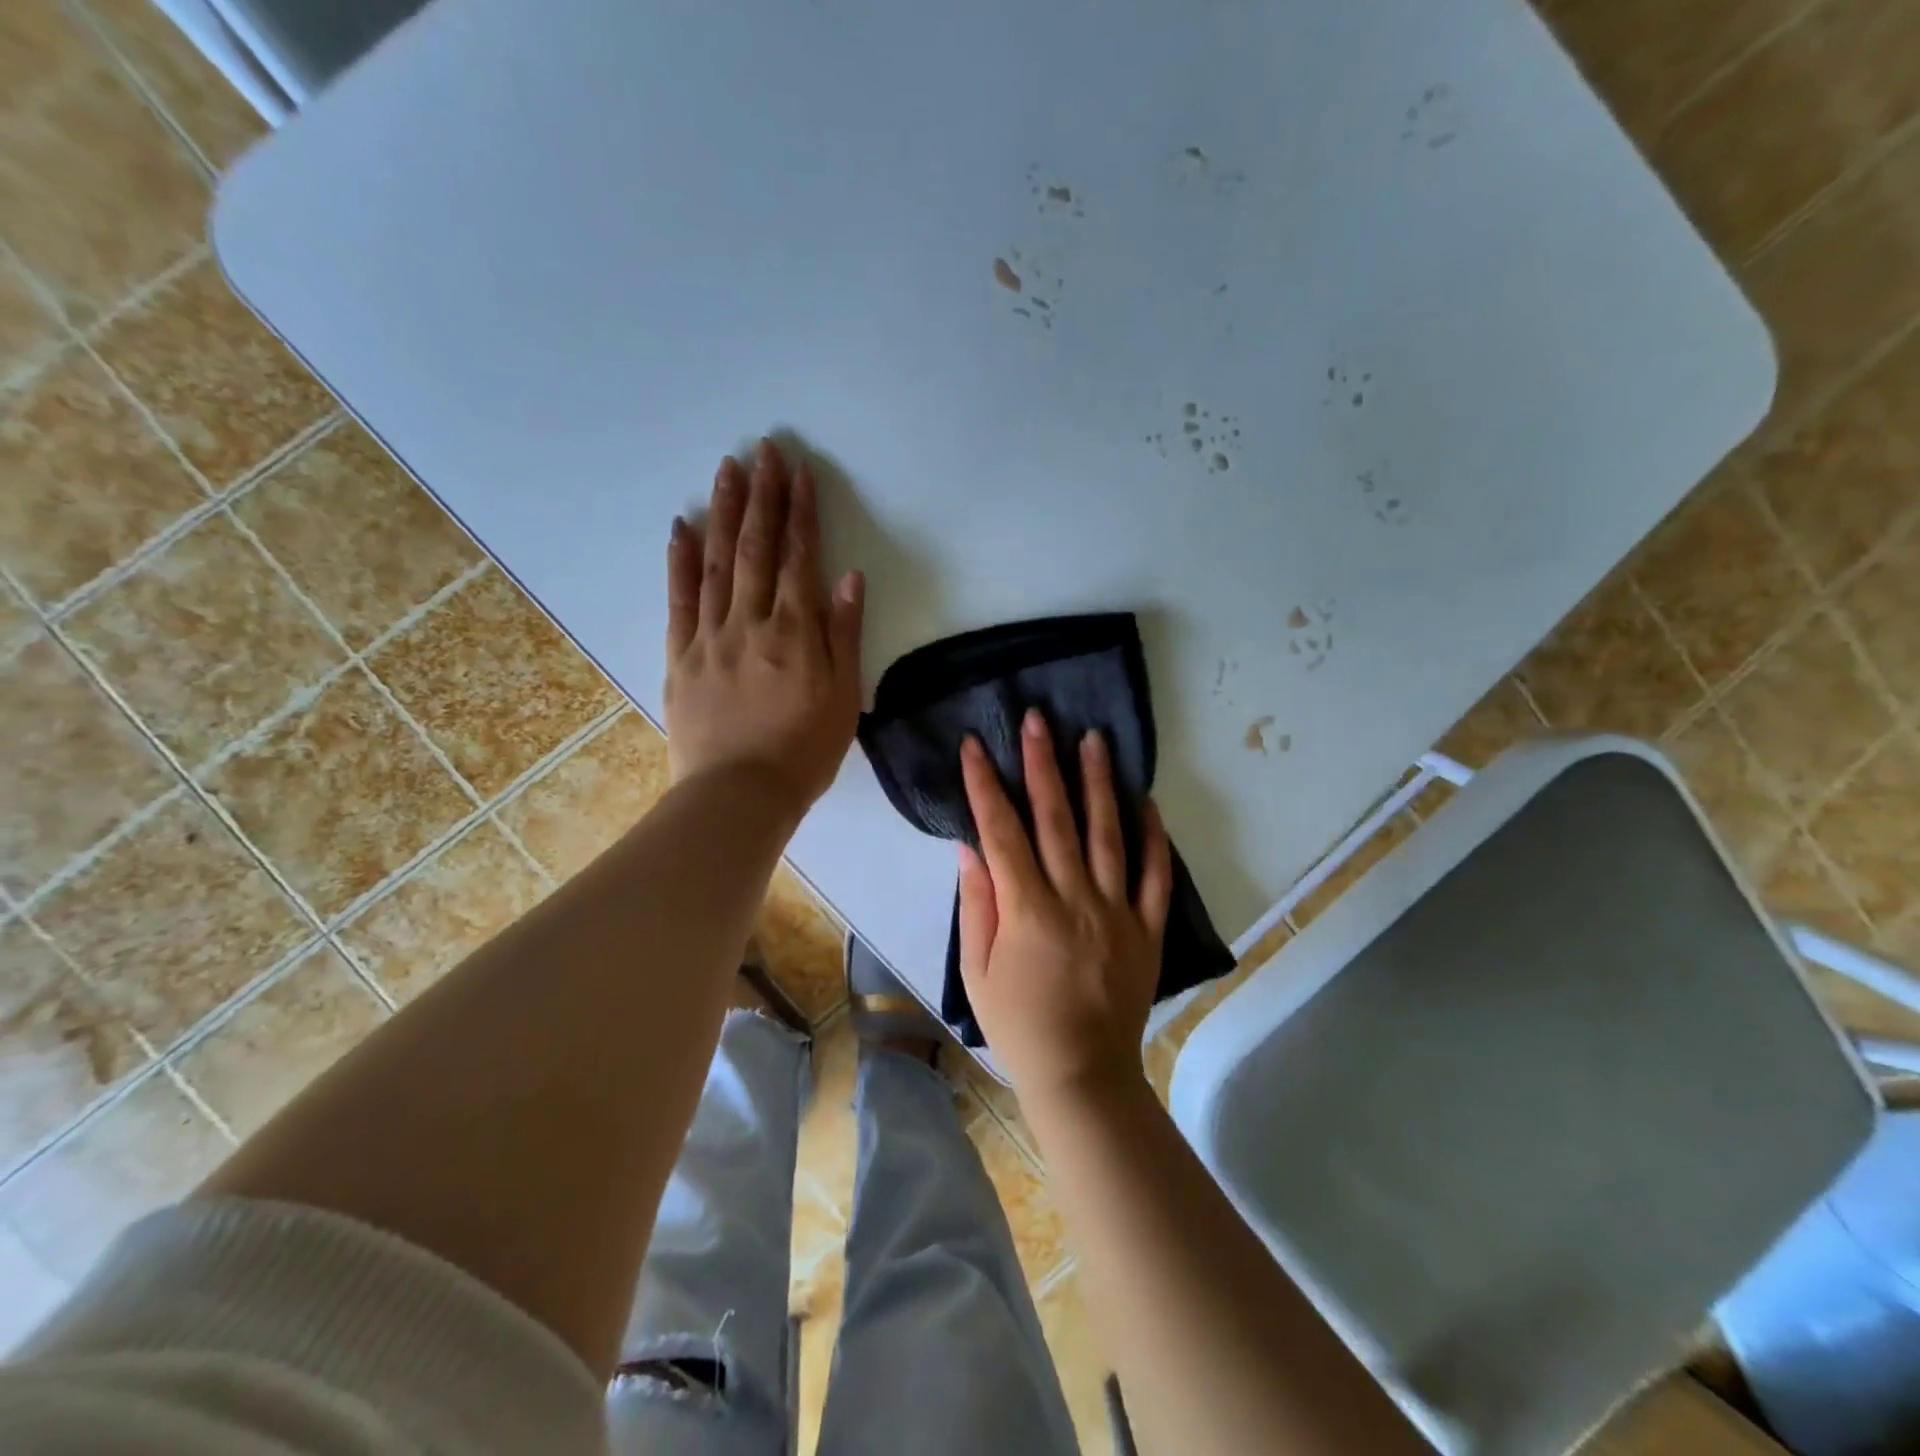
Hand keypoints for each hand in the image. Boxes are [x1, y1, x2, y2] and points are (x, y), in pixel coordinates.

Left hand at [664, 440, 863, 815]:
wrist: (739, 794)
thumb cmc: (804, 752)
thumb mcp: (843, 698)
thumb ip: (844, 635)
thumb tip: (848, 577)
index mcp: (795, 632)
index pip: (799, 559)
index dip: (801, 513)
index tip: (800, 473)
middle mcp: (751, 622)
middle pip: (757, 548)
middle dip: (762, 496)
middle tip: (763, 450)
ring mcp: (710, 636)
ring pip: (717, 563)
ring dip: (723, 512)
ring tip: (727, 470)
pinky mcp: (680, 656)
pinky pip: (679, 600)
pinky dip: (679, 561)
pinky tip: (680, 527)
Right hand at [957, 709, 1173, 1102]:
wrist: (1083, 1074)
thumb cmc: (1019, 1026)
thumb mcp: (977, 972)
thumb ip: (977, 906)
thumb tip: (972, 848)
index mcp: (1027, 911)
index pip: (1001, 832)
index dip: (986, 785)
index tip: (975, 746)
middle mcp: (1075, 900)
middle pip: (1056, 819)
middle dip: (1042, 763)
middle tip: (1038, 719)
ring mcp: (1117, 911)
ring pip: (1108, 834)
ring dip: (1099, 783)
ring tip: (1094, 739)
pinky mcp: (1147, 928)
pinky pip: (1155, 875)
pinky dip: (1153, 836)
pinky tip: (1146, 800)